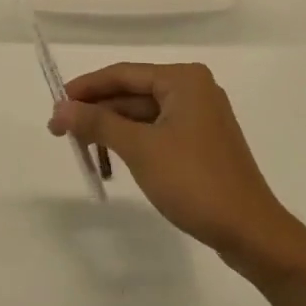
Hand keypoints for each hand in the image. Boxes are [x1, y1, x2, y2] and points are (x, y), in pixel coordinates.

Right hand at [50, 62, 305, 279]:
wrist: (250, 231)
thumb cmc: (194, 181)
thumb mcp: (140, 149)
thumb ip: (98, 124)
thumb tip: (60, 109)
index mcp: (183, 80)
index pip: (123, 73)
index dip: (86, 88)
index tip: (55, 105)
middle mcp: (193, 89)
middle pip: (132, 93)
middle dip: (97, 113)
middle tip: (60, 132)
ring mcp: (200, 117)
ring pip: (143, 115)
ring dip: (112, 131)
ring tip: (83, 152)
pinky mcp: (201, 143)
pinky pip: (157, 132)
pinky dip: (133, 144)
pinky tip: (114, 163)